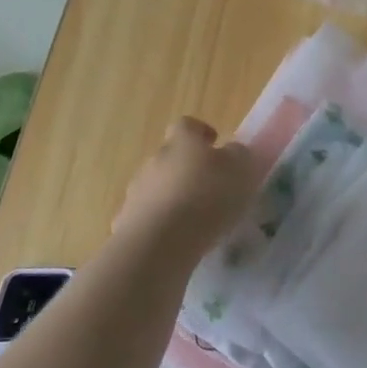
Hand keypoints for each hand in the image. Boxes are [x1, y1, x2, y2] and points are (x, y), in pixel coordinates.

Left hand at [113, 117, 259, 257]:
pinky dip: (160, 220)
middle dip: (188, 168)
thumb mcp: (240, 171)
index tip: (215, 145)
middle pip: (171, 156)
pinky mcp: (127, 219)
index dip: (201, 133)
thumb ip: (238, 155)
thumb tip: (232, 149)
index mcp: (183, 141)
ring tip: (194, 217)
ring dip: (173, 195)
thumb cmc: (206, 198)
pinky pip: (147, 213)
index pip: (188, 125)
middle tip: (210, 187)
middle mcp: (155, 158)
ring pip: (158, 185)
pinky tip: (176, 237)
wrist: (160, 241)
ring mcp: (137, 189)